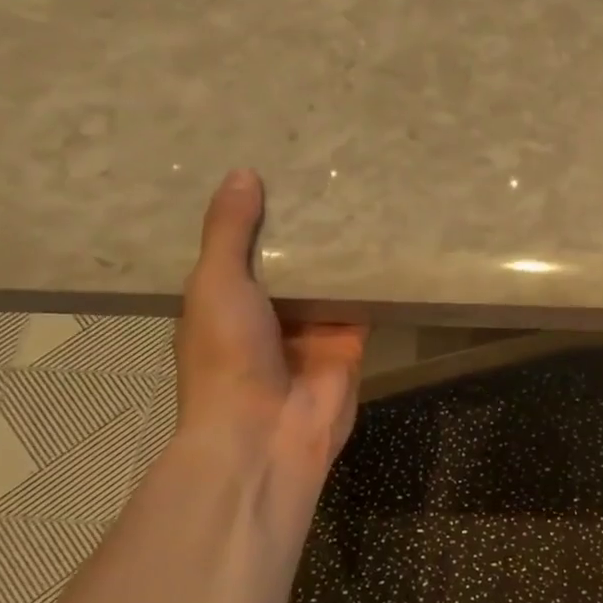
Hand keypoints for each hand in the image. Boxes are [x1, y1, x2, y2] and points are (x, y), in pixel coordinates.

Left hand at [175, 170, 366, 475]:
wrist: (266, 431)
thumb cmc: (226, 354)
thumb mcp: (215, 283)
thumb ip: (229, 232)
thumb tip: (242, 173)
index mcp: (224, 303)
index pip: (242, 250)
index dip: (255, 216)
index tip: (273, 171)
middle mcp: (268, 314)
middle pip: (291, 263)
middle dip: (304, 229)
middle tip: (325, 173)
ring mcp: (312, 330)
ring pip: (329, 280)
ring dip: (340, 250)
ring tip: (360, 193)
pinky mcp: (350, 343)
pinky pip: (363, 303)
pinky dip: (373, 278)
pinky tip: (387, 237)